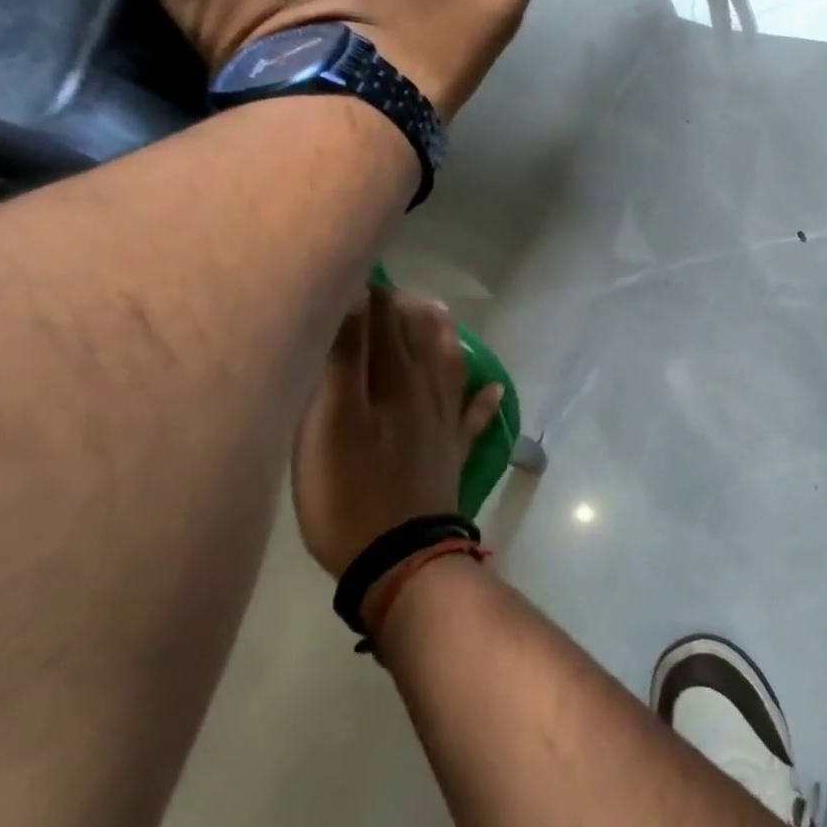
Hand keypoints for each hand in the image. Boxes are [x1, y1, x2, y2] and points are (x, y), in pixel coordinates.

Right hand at [292, 287, 503, 579]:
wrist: (400, 557)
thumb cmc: (351, 490)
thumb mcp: (332, 421)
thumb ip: (346, 358)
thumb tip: (357, 295)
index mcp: (394, 380)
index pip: (384, 321)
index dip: (372, 293)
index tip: (360, 269)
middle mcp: (425, 392)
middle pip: (416, 339)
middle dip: (403, 309)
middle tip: (391, 287)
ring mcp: (442, 424)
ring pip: (447, 367)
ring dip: (442, 337)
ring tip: (441, 313)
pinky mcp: (450, 455)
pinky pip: (472, 419)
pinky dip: (482, 401)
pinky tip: (493, 389)